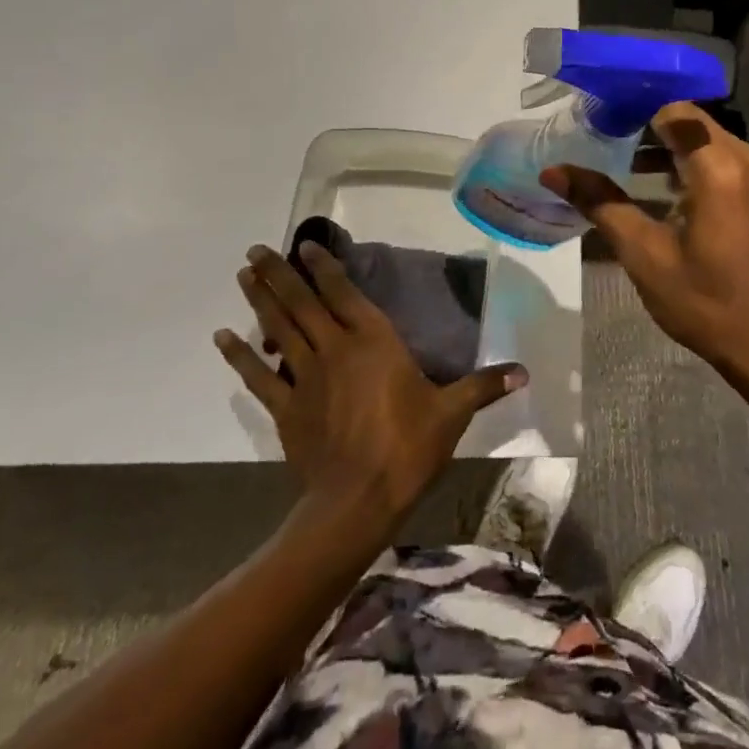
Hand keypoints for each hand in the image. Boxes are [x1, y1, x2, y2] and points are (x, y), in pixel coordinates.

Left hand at [214, 243, 526, 524]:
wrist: (358, 503)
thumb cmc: (408, 448)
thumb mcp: (452, 413)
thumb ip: (484, 386)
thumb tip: (525, 371)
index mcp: (374, 342)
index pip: (344, 294)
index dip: (323, 267)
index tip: (304, 245)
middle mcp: (336, 349)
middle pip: (302, 303)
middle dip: (279, 274)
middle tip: (255, 249)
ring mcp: (306, 378)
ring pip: (278, 330)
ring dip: (259, 300)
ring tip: (243, 274)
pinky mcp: (286, 408)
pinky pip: (260, 376)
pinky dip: (240, 356)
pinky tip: (223, 337)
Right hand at [541, 102, 748, 380]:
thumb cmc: (705, 301)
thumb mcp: (644, 253)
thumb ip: (600, 203)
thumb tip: (553, 171)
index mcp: (720, 167)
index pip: (675, 111)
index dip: (637, 112)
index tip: (602, 124)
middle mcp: (748, 159)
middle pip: (692, 123)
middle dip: (649, 129)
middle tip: (606, 144)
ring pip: (708, 141)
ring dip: (670, 149)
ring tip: (625, 168)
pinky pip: (724, 161)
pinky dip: (693, 165)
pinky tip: (663, 193)